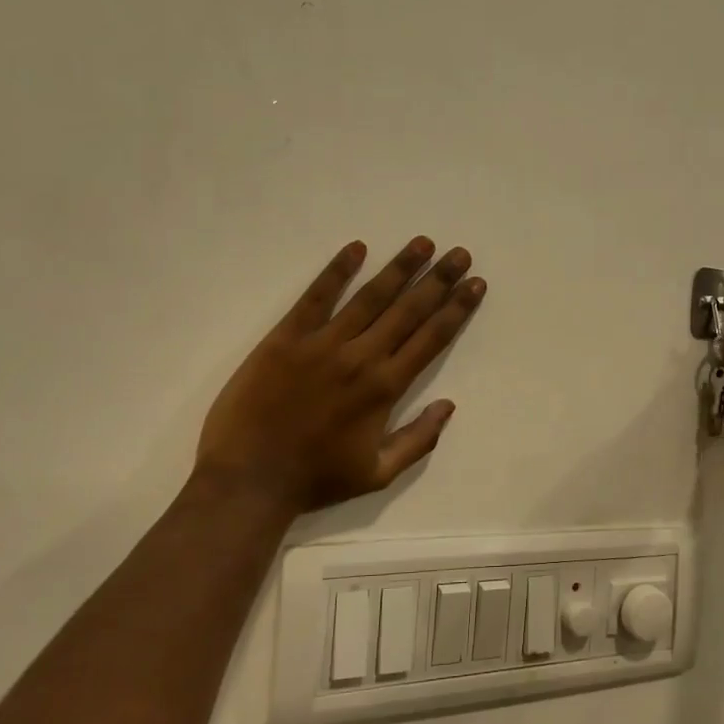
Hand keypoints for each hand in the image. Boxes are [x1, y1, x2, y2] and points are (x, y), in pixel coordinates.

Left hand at [195, 238, 486, 513]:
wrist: (248, 480)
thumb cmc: (315, 480)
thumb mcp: (378, 474)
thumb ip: (418, 440)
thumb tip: (449, 405)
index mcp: (385, 388)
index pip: (431, 338)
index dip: (457, 309)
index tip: (475, 284)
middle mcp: (361, 357)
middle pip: (408, 310)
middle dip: (438, 280)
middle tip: (460, 253)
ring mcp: (322, 344)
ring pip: (370, 297)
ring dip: (399, 268)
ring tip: (422, 243)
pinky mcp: (286, 337)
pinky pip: (316, 297)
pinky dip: (337, 271)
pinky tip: (356, 248)